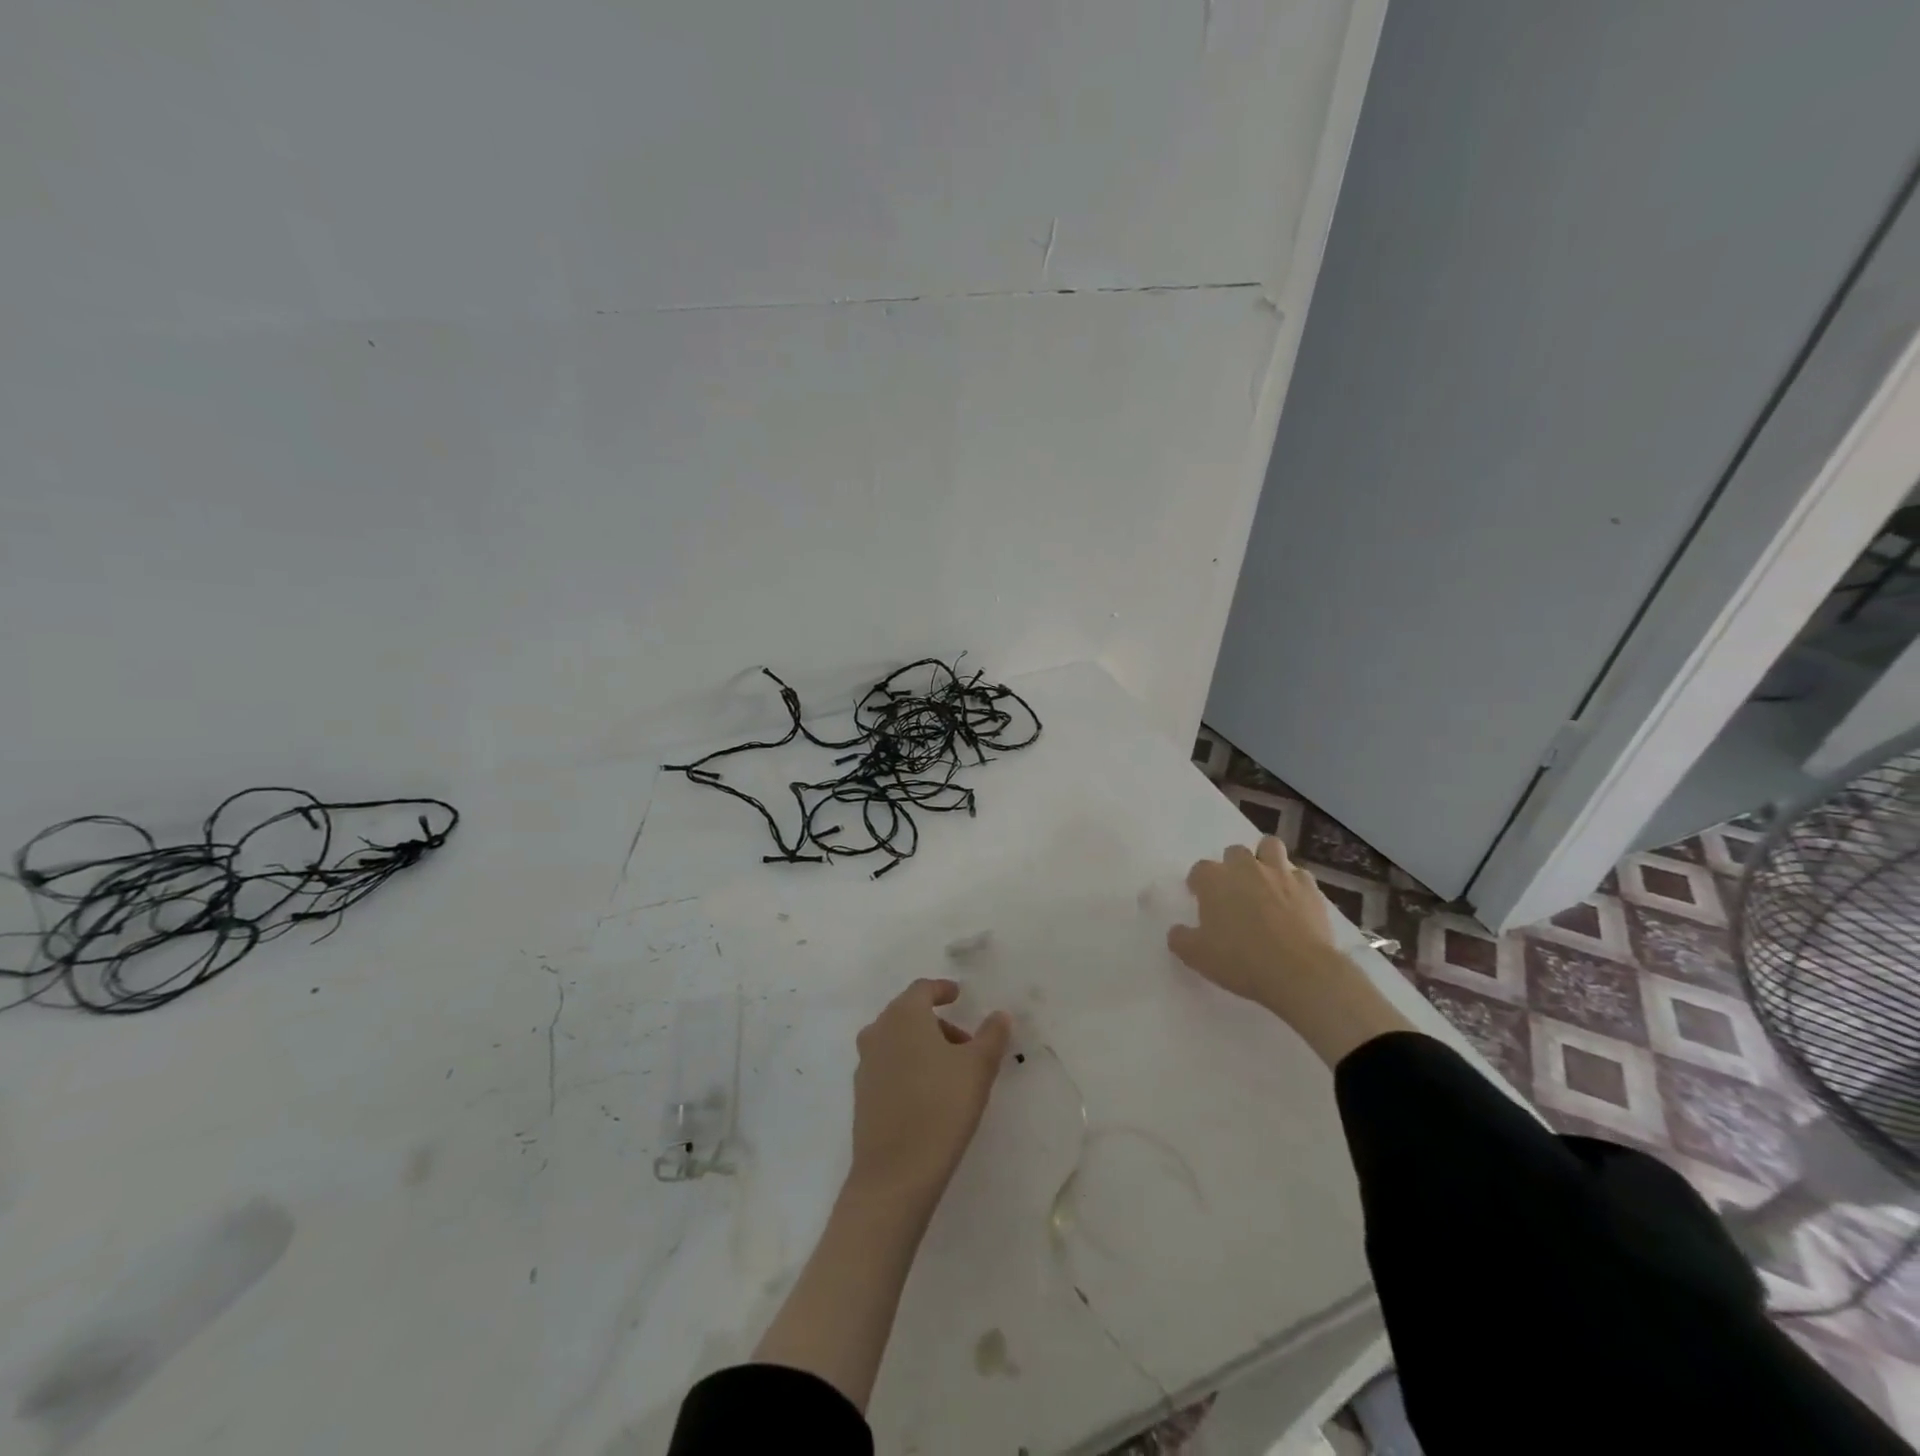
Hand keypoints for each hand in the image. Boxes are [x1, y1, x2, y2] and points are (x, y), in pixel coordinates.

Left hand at [849, 978, 1011, 1205]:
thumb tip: (1000, 1015)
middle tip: (966, 1044)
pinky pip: (888, 1066)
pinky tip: (928, 1094)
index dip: (942, 989)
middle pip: (908, 1014)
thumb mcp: (978, 1067)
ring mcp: (865, 1064)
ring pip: (897, 1041)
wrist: (895, 1173)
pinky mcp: (861, 1094)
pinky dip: (908, 1067)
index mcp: (903, 1015)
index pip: (922, 989)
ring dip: (923, 1046)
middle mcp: (878, 1031)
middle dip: (937, 1023)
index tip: (958, 996)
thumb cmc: (941, 1107)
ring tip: (951, 1073)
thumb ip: (991, 1035)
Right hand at [1168, 837, 1412, 1066]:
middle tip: (1234, 892)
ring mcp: (1280, 874)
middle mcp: (1246, 867)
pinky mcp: (1309, 888)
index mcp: (1214, 880)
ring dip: (1264, 859)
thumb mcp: (1196, 956)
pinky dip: (1293, 882)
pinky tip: (1293, 900)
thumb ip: (1180, 939)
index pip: (1200, 870)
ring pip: (1270, 847)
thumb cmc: (1241, 960)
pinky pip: (1299, 874)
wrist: (1300, 972)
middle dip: (1232, 867)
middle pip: (1234, 852)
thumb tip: (1177, 931)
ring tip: (1264, 882)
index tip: (1200, 899)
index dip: (1199, 883)